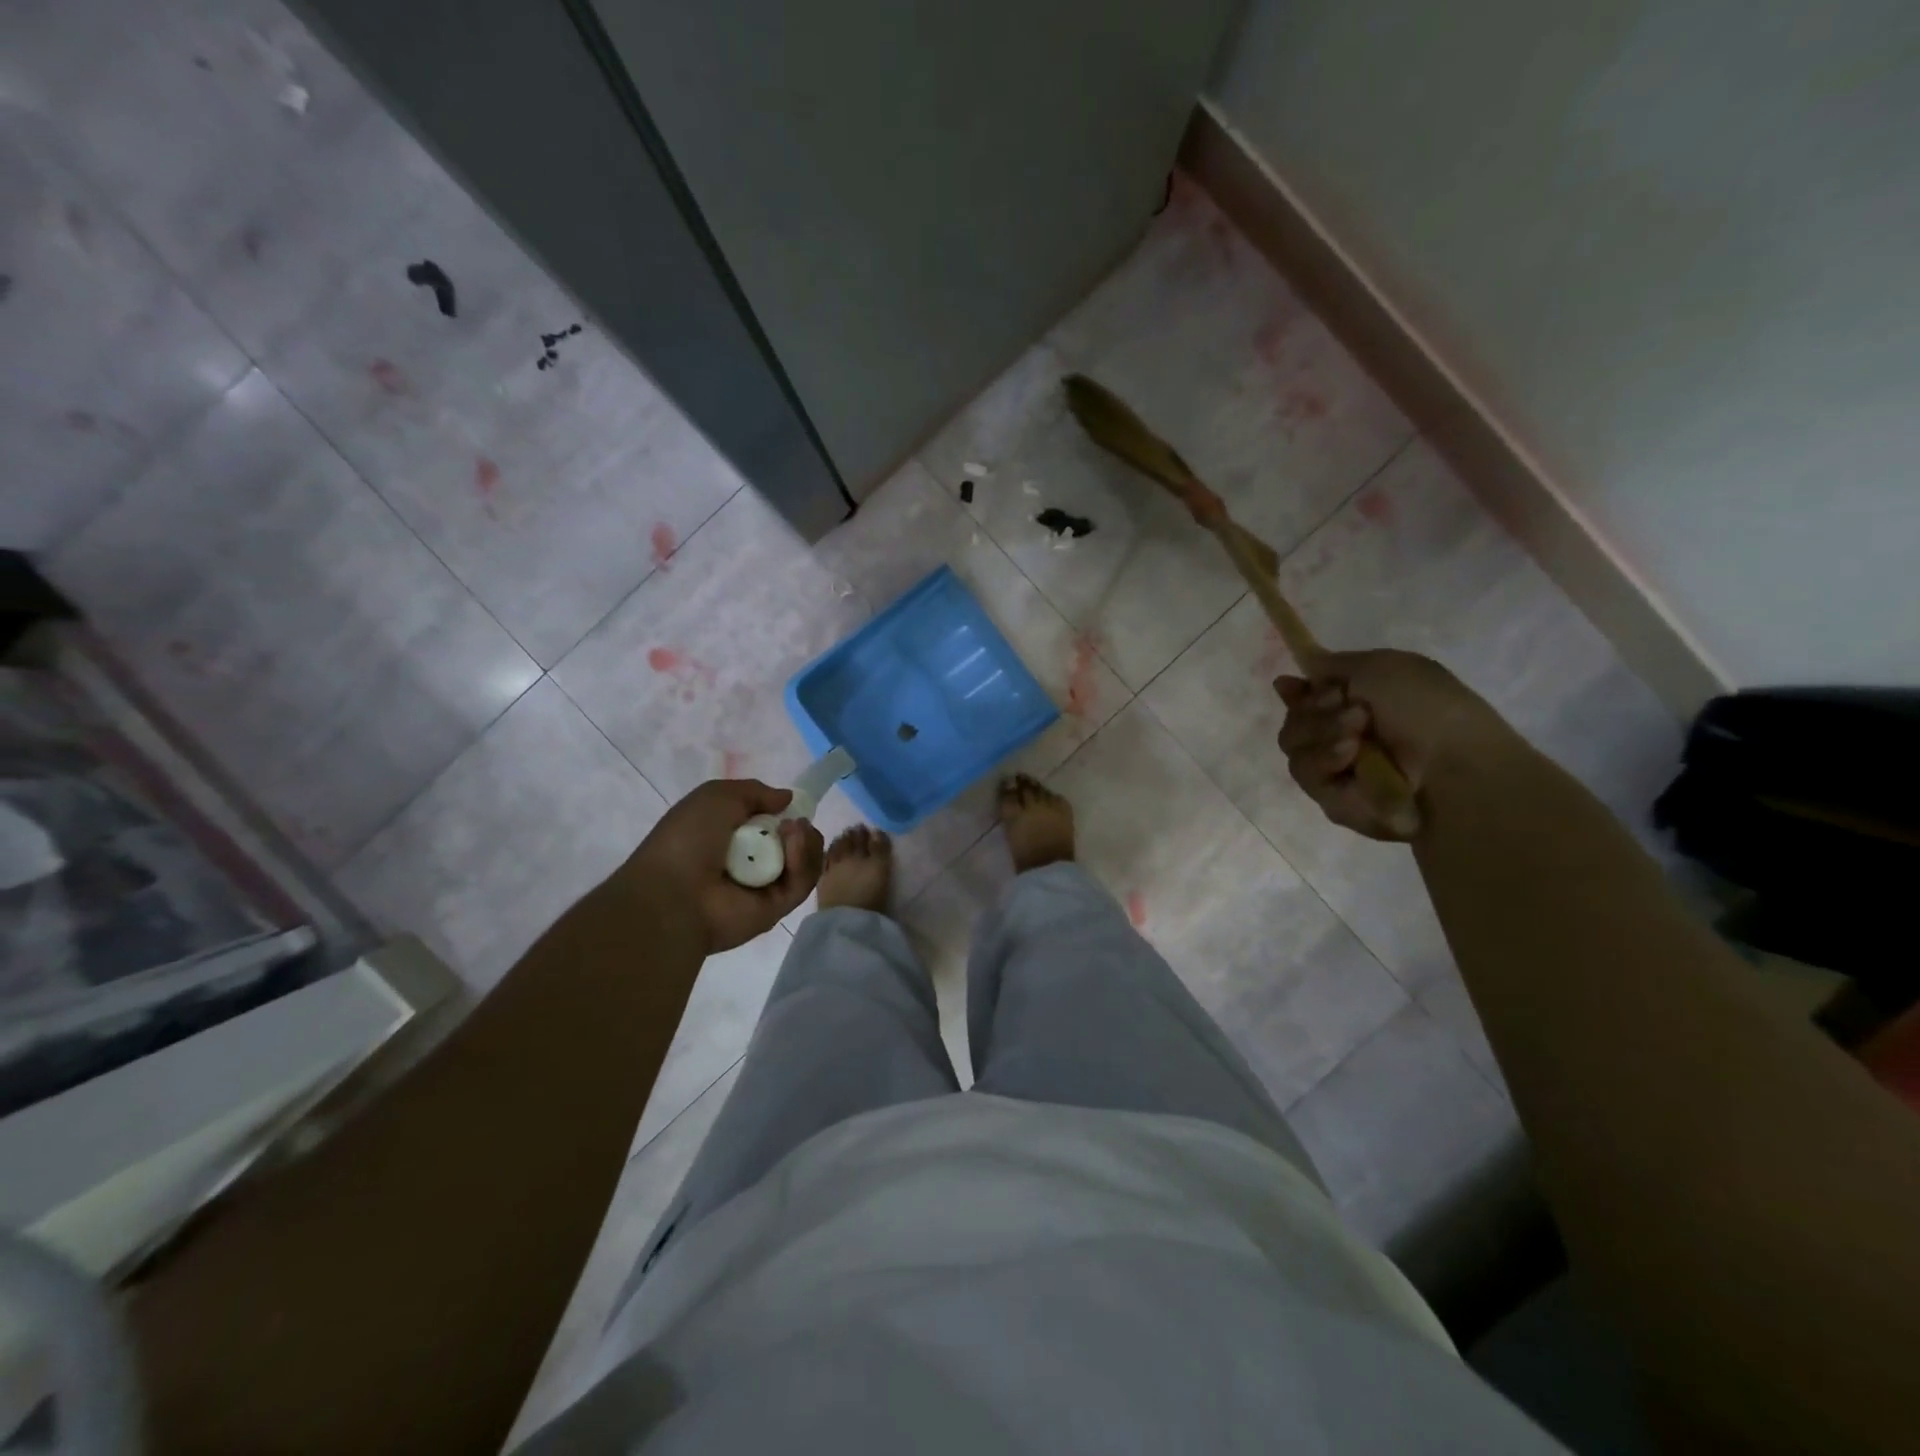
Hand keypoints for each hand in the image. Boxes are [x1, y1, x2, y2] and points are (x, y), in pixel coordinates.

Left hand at [627, 780, 824, 952]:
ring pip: (804, 861)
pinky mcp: (778, 908)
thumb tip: (787, 798)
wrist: (674, 893)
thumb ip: (755, 791)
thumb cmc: (688, 839)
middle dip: (800, 827)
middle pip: (794, 842)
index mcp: (731, 837)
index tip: (793, 805)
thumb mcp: (717, 795)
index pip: (771, 824)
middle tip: (795, 823)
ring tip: (794, 831)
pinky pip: (801, 883)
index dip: (786, 812)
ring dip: (805, 841)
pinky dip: (803, 861)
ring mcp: (766, 886)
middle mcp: (751, 861)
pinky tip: (793, 845)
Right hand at [1274, 649, 1516, 840]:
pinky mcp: (1331, 800)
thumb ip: (1331, 666)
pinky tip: (1350, 757)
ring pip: (1293, 745)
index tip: (1291, 685)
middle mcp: (1342, 737)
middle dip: (1314, 710)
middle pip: (1293, 720)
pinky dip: (1325, 759)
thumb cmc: (1427, 708)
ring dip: (1321, 733)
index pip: (1306, 698)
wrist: (1451, 767)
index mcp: (1357, 705)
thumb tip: (1289, 680)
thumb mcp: (1381, 666)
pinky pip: (1305, 773)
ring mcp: (1335, 770)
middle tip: (1353, 712)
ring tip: (1356, 737)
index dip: (1296, 692)